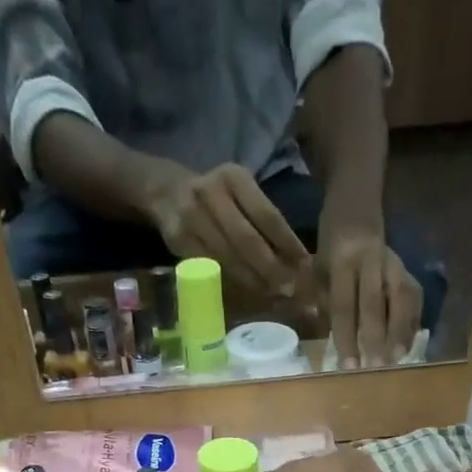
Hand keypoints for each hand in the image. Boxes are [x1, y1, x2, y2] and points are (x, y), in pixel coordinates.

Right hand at [145, 163, 309, 296]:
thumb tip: (297, 259)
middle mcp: (211, 194)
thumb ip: (263, 219)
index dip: (287, 243)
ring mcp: (192, 218)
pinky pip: (211, 268)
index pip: (267, 215)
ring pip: (228, 258)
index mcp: (234, 177)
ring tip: (272, 293)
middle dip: (270, 268)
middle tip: (289, 288)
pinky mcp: (179, 241)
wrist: (167, 192)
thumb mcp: (240, 193)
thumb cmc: (217, 197)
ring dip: (253, 280)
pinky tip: (247, 291)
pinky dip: (231, 282)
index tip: (305, 265)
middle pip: (247, 240)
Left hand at [315, 221, 421, 369]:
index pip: (344, 305)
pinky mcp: (406, 265)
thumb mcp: (318, 265)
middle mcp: (371, 259)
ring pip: (401, 297)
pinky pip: (413, 294)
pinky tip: (409, 342)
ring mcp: (392, 261)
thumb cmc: (331, 240)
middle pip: (375, 304)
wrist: (356, 200)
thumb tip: (331, 339)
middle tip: (375, 366)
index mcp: (342, 259)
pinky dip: (412, 320)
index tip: (349, 365)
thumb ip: (323, 299)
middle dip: (376, 338)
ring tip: (398, 357)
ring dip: (401, 330)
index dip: (347, 337)